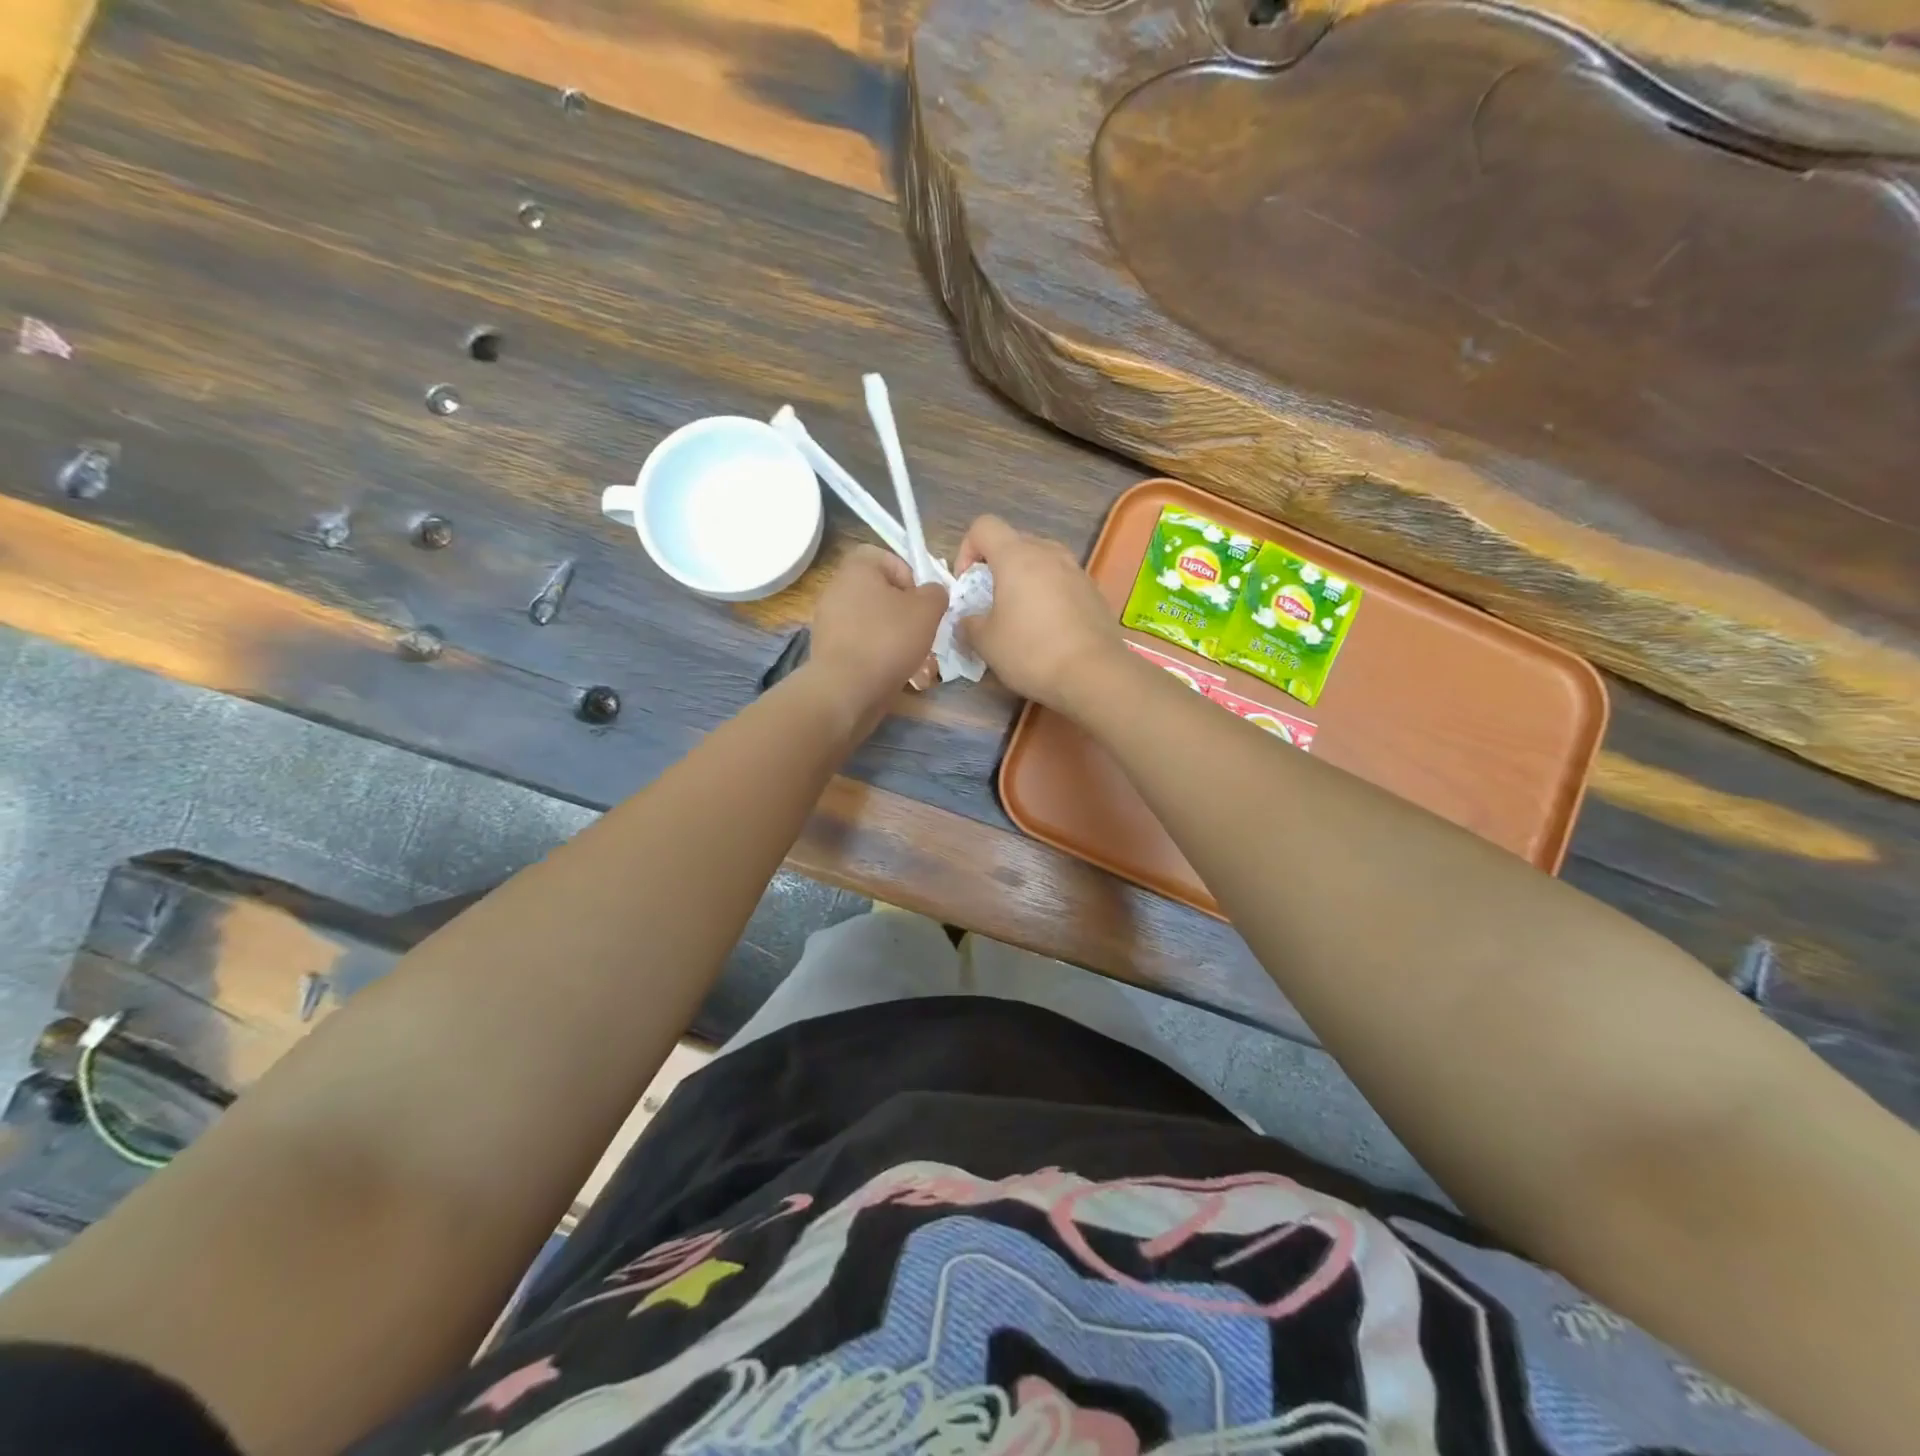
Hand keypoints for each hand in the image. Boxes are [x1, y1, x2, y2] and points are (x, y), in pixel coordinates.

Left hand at [806, 544, 946, 720]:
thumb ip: (936, 593)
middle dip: (906, 612)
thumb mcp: (927, 610)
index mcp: (856, 569)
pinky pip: (861, 644)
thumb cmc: (888, 639)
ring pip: (873, 622)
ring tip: (917, 659)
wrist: (847, 689)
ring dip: (896, 637)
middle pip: (881, 593)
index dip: (909, 574)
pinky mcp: (829, 651)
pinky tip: (897, 673)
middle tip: (923, 631)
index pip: (884, 556)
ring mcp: (829, 622)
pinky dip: (879, 655)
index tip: (922, 600)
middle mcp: (837, 589)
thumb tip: (932, 592)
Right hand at [954, 515, 1124, 711]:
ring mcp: (1076, 571)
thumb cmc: (1031, 651)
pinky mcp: (1094, 592)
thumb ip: (969, 624)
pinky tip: (1049, 630)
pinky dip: (1049, 595)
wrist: (1094, 674)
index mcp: (1016, 556)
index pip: (983, 526)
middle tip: (990, 602)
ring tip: (1020, 616)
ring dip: (1025, 580)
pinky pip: (1062, 582)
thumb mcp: (986, 643)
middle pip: (1014, 542)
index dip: (967, 550)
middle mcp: (1048, 553)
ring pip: (1041, 562)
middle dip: (996, 567)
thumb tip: (968, 620)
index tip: (967, 585)